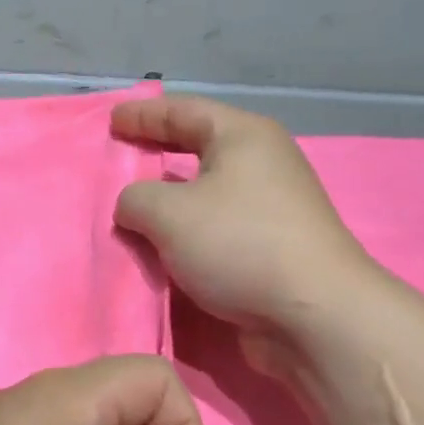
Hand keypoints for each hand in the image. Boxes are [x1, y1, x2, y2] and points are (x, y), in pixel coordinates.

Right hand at [112, 96, 374, 360]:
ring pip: (208, 194)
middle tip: (123, 158)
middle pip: (200, 148)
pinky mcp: (273, 248)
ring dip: (172, 202)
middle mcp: (263, 164)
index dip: (144, 115)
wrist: (311, 313)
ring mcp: (272, 208)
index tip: (112, 120)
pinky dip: (189, 234)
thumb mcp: (168, 214)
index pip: (184, 111)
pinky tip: (165, 248)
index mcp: (244, 137)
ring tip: (135, 210)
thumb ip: (135, 200)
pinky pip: (218, 229)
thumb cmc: (239, 245)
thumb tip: (133, 207)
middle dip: (159, 153)